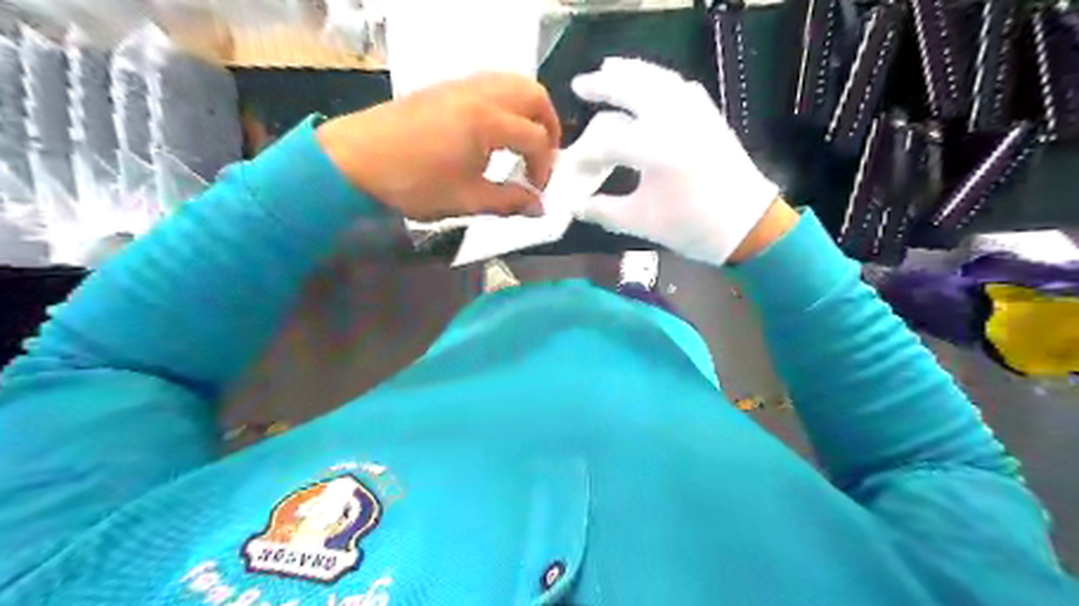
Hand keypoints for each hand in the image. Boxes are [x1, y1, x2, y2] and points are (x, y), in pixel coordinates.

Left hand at [314, 74, 560, 218]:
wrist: (355, 160)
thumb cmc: (413, 183)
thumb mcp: (467, 200)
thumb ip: (509, 202)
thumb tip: (539, 208)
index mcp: (488, 121)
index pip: (537, 139)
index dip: (544, 169)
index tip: (534, 192)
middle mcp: (480, 93)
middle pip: (534, 95)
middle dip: (548, 127)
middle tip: (543, 158)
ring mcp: (461, 85)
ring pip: (513, 81)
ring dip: (529, 110)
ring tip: (524, 141)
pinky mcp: (445, 87)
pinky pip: (490, 82)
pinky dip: (507, 101)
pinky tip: (495, 131)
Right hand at [569, 57, 789, 263]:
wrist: (746, 225)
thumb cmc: (691, 226)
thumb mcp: (641, 222)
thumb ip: (603, 211)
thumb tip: (576, 206)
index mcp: (655, 150)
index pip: (608, 142)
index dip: (586, 153)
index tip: (571, 165)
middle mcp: (674, 121)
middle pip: (632, 90)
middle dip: (603, 85)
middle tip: (580, 85)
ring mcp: (696, 114)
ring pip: (659, 80)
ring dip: (632, 72)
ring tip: (609, 68)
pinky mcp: (710, 116)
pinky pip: (681, 86)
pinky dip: (661, 79)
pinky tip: (652, 83)